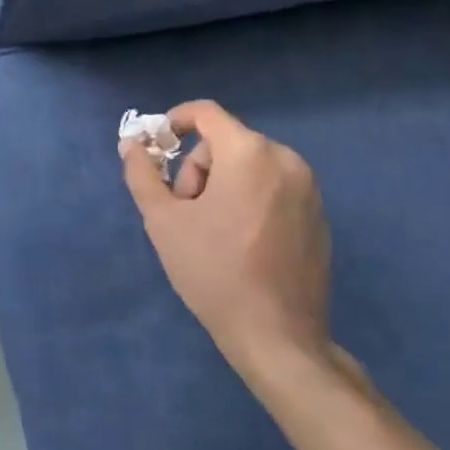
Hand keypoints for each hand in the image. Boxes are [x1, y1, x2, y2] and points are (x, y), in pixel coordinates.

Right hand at [121, 101, 336, 393]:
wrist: (277, 336)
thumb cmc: (213, 270)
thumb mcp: (163, 220)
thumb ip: (142, 174)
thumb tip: (130, 144)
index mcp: (249, 153)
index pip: (206, 113)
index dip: (175, 122)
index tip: (156, 148)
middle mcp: (286, 160)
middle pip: (226, 142)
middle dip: (197, 169)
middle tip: (185, 211)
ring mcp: (308, 189)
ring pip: (249, 165)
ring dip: (222, 185)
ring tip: (210, 231)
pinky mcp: (318, 216)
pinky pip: (273, 188)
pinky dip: (250, 199)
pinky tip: (240, 243)